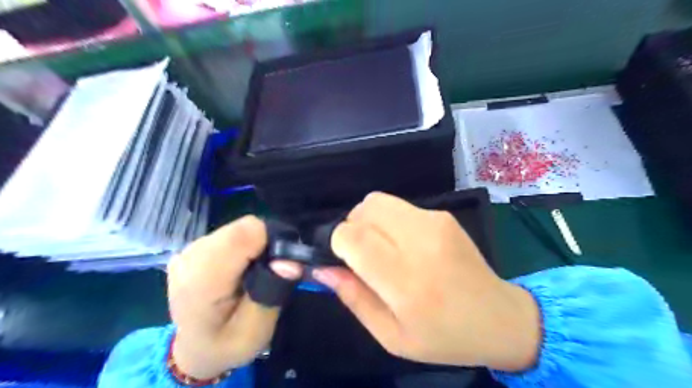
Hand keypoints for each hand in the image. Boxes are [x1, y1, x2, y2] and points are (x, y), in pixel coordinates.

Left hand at [167, 216, 302, 379]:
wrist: (197, 347)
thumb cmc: (227, 343)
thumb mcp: (256, 331)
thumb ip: (271, 294)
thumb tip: (290, 261)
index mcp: (202, 279)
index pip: (245, 233)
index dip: (271, 241)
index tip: (280, 263)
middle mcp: (191, 256)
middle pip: (244, 228)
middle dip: (265, 245)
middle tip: (268, 273)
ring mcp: (189, 248)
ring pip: (239, 228)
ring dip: (254, 246)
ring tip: (253, 273)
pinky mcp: (195, 245)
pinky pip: (231, 233)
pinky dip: (244, 247)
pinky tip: (239, 269)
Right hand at [312, 192, 539, 371]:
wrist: (499, 318)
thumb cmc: (443, 336)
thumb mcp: (391, 335)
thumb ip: (353, 298)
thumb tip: (322, 269)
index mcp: (406, 281)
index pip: (353, 237)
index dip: (337, 242)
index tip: (342, 259)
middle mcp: (420, 242)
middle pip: (363, 210)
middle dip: (351, 228)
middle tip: (361, 255)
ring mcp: (434, 222)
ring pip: (377, 201)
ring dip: (368, 221)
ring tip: (381, 248)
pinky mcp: (442, 215)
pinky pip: (398, 206)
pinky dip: (388, 221)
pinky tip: (404, 244)